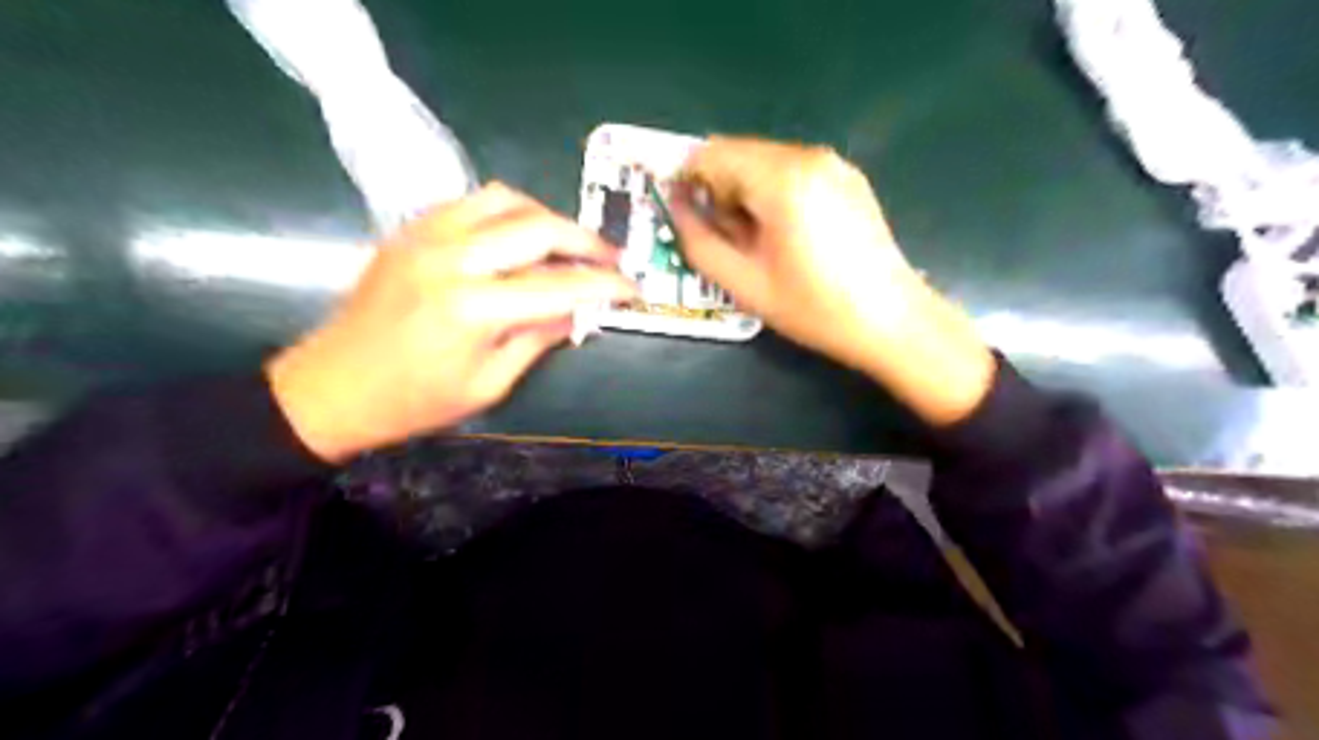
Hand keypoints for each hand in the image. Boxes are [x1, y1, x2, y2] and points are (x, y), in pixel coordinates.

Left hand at [264, 183, 635, 461]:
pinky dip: (509, 213)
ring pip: (506, 199)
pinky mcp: (412, 229)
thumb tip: (579, 310)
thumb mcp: (489, 384)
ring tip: (569, 243)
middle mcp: (452, 259)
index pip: (559, 286)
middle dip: (586, 240)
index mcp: (473, 309)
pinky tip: (521, 237)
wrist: (333, 385)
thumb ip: (539, 339)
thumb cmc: (415, 401)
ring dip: (548, 217)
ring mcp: (427, 235)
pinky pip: (473, 202)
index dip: (604, 285)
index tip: (633, 287)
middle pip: (538, 227)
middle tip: (612, 257)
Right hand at [672, 135, 989, 425]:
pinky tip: (786, 233)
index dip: (688, 181)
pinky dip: (773, 192)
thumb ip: (699, 240)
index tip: (685, 216)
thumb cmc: (814, 308)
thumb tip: (675, 205)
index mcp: (781, 179)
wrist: (890, 320)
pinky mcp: (847, 176)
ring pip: (763, 160)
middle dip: (719, 189)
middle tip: (726, 238)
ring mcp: (833, 163)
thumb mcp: (744, 284)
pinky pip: (792, 170)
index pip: (711, 154)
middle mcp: (808, 156)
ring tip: (757, 241)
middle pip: (738, 153)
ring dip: (745, 191)